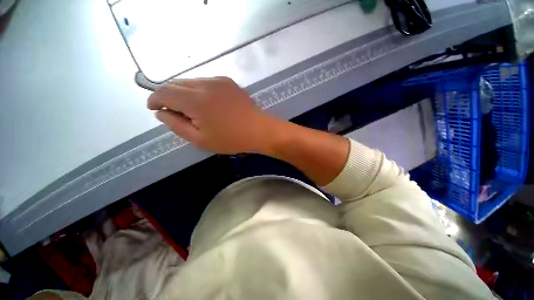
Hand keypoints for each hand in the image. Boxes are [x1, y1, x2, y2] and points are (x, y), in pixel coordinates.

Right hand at [147, 77, 275, 153]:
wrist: (259, 130)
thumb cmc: (231, 139)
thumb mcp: (201, 139)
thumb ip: (177, 125)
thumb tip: (161, 113)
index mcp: (195, 100)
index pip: (164, 92)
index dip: (155, 99)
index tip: (154, 108)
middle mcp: (205, 84)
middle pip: (176, 84)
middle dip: (169, 96)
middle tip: (175, 112)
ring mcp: (218, 80)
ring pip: (190, 81)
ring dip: (184, 92)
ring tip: (192, 109)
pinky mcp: (228, 81)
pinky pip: (205, 81)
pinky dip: (198, 90)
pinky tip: (207, 102)